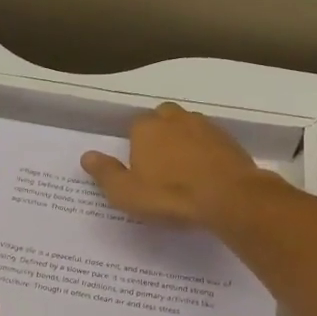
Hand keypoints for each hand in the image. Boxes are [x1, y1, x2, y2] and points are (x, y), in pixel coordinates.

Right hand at [81, 102, 267, 226]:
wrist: (229, 197)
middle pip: (163, 118)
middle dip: (160, 134)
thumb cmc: (170, 195)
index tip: (138, 166)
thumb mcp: (126, 193)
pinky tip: (207, 172)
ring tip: (184, 168)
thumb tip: (87, 155)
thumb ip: (105, 173)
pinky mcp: (229, 140)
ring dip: (184, 141)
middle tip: (160, 163)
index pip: (134, 126)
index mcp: (146, 127)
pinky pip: (211, 141)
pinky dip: (206, 152)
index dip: (135, 144)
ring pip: (188, 126)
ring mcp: (205, 126)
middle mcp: (175, 119)